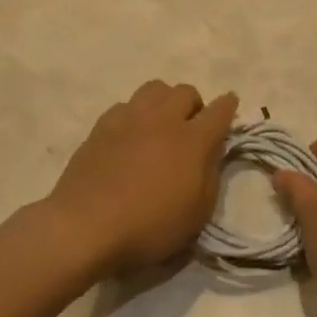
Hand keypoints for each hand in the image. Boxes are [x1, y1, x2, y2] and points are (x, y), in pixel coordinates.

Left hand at [45, 81, 238, 275]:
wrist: (86, 226)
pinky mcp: (101, 126)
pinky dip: (135, 115)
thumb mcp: (197, 213)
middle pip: (185, 92)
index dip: (228, 107)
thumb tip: (211, 152)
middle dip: (194, 105)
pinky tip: (130, 136)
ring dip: (164, 102)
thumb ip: (210, 176)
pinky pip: (125, 105)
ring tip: (160, 125)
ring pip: (154, 89)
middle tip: (191, 128)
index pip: (220, 111)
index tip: (229, 107)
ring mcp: (129, 119)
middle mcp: (163, 119)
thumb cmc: (150, 227)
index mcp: (193, 140)